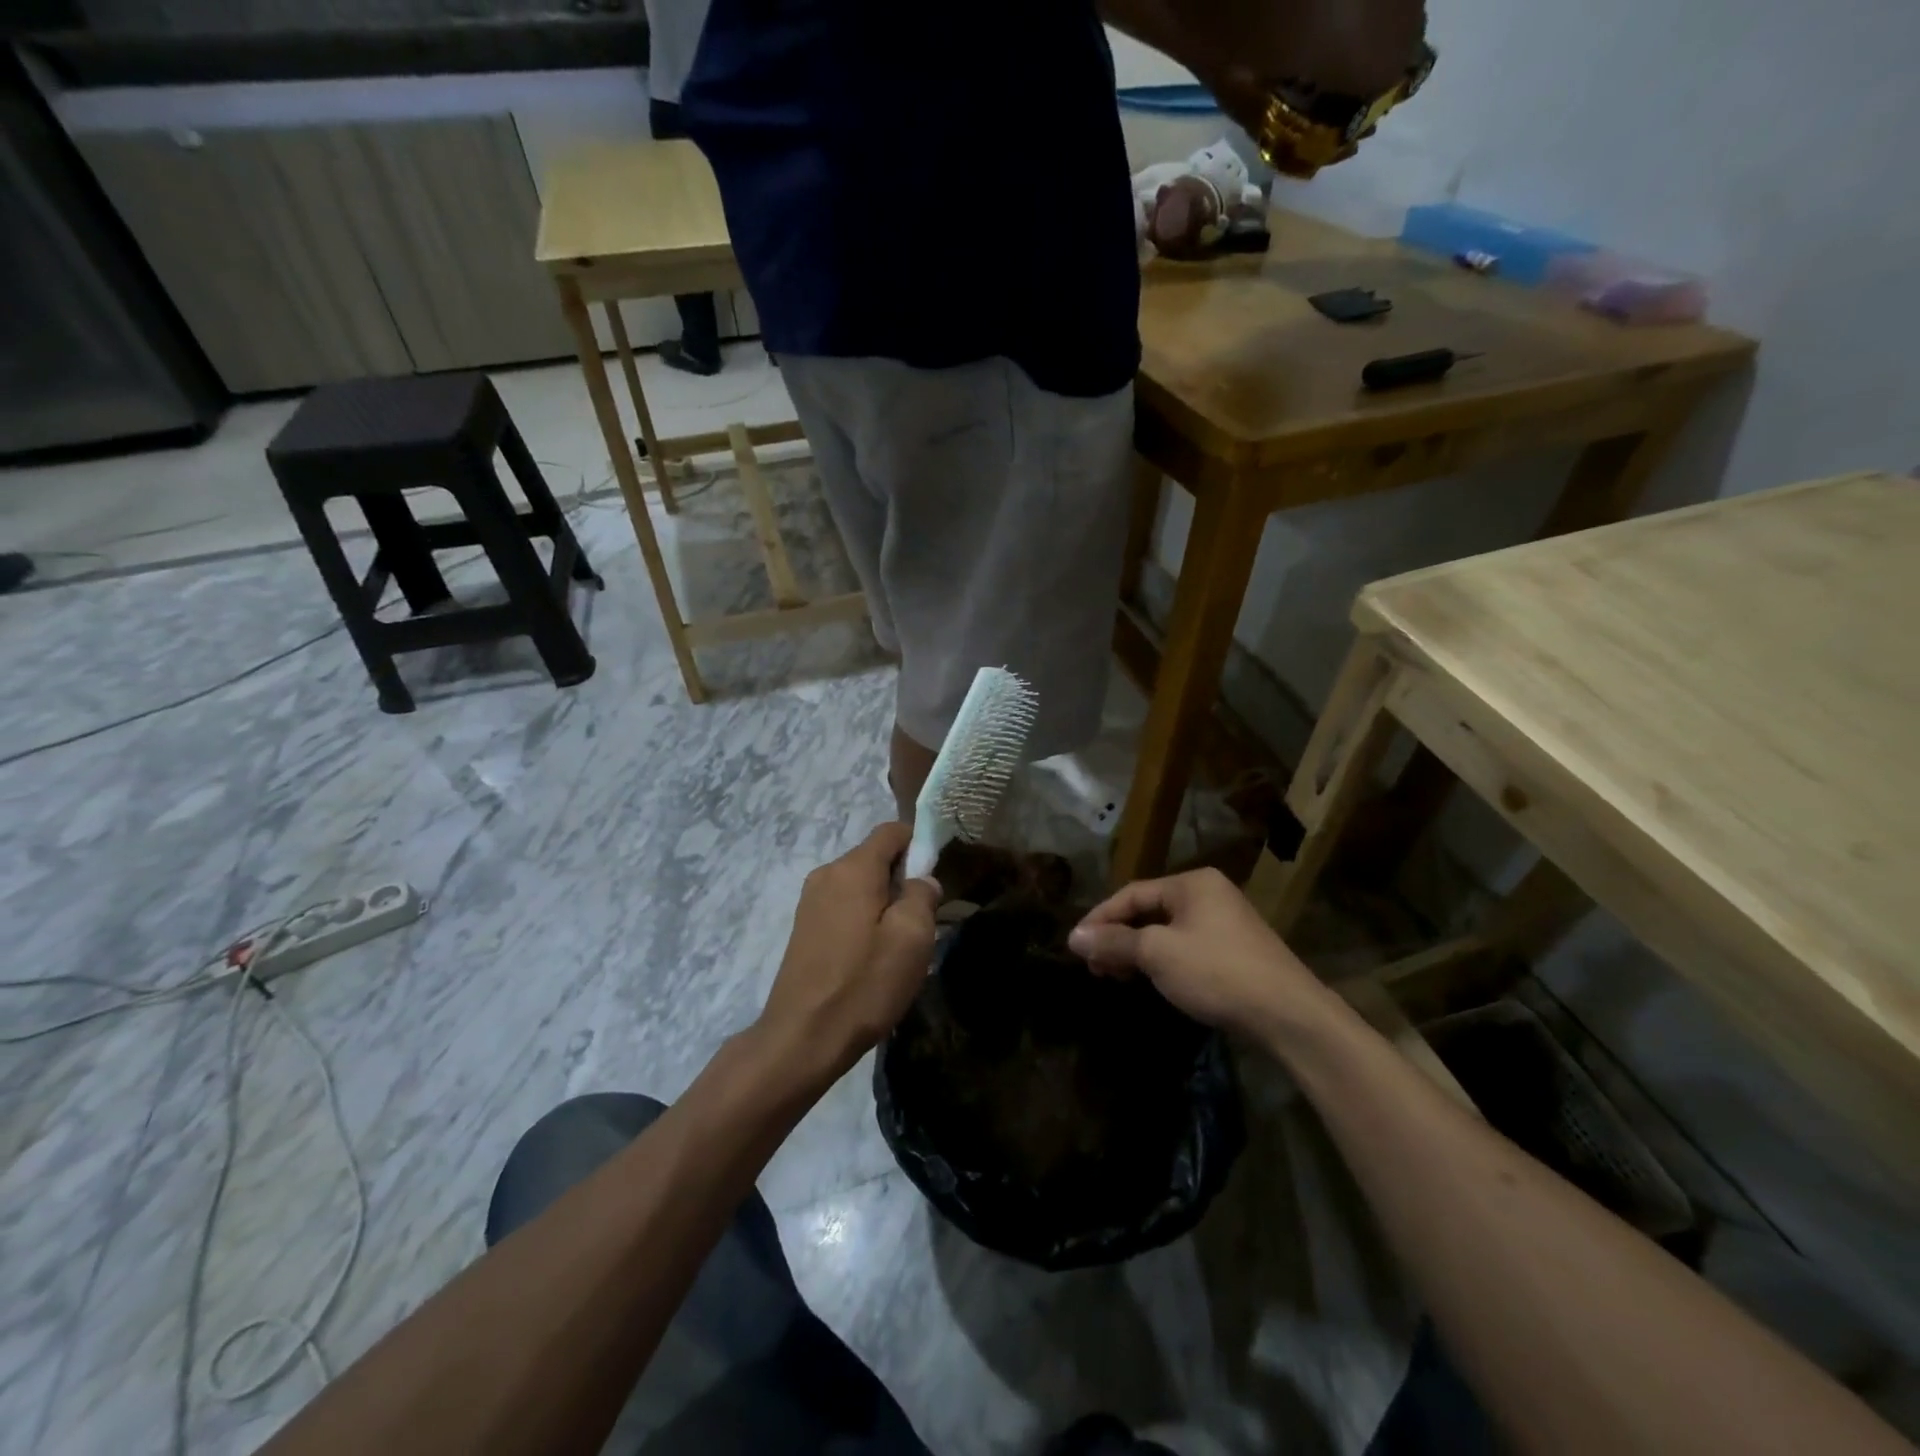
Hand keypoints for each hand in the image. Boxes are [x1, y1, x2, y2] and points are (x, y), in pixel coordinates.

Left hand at [758, 823, 940, 1078]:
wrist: (802, 1038)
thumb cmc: (864, 984)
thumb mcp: (911, 938)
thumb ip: (922, 895)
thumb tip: (921, 881)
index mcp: (853, 868)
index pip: (892, 831)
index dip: (920, 843)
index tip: (938, 875)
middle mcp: (827, 873)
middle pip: (875, 857)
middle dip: (904, 878)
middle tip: (925, 918)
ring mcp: (811, 900)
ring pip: (861, 884)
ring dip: (885, 902)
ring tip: (901, 943)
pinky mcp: (805, 927)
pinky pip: (844, 905)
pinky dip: (865, 918)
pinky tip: (873, 955)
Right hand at [1068, 868, 1324, 1037]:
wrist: (1288, 1015)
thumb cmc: (1217, 972)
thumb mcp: (1158, 954)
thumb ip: (1114, 942)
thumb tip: (1073, 936)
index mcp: (1192, 883)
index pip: (1132, 893)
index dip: (1100, 918)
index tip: (1076, 944)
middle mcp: (1209, 895)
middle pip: (1149, 910)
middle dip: (1117, 937)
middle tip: (1093, 965)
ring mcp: (1225, 923)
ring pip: (1166, 931)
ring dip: (1136, 951)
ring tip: (1114, 976)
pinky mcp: (1234, 952)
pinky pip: (1185, 947)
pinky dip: (1161, 961)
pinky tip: (1150, 980)